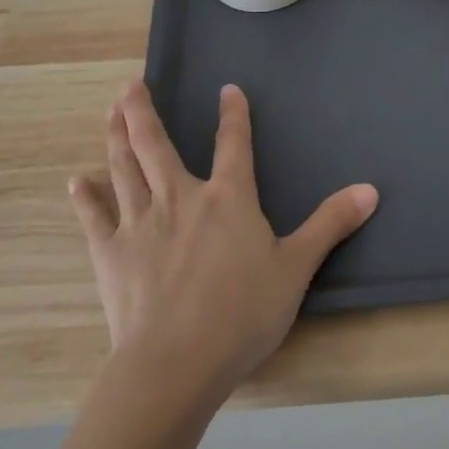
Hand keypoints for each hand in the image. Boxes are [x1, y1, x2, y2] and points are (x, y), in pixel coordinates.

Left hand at [68, 82, 378, 399]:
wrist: (176, 363)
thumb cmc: (242, 313)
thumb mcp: (296, 268)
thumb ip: (330, 224)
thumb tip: (370, 189)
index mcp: (227, 198)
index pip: (233, 143)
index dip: (233, 114)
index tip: (227, 89)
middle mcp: (180, 198)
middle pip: (156, 144)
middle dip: (143, 111)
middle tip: (130, 85)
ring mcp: (140, 223)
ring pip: (124, 168)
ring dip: (116, 136)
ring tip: (110, 111)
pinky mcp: (111, 253)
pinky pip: (95, 217)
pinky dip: (86, 197)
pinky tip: (77, 181)